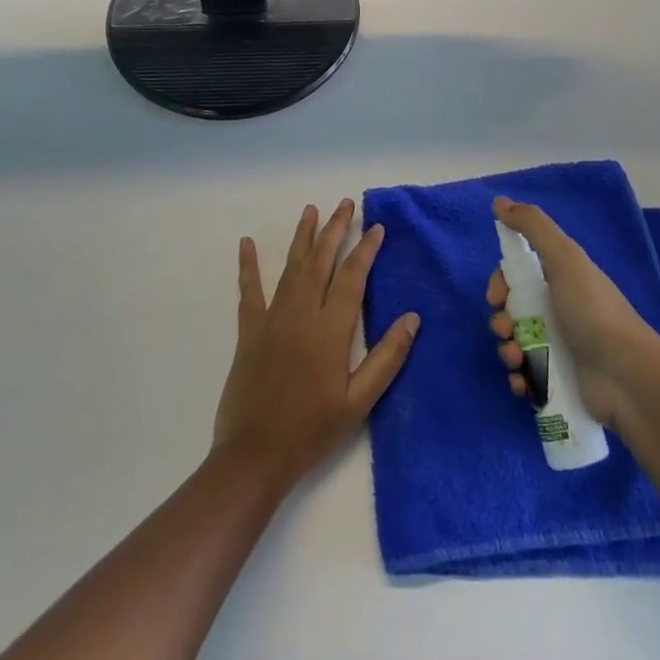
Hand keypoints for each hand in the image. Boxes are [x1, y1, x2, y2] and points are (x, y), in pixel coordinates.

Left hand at [213, 199, 419, 492]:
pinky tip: (247, 244)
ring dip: (302, 237)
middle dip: (335, 230)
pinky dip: (248, 266)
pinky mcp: (249, 331)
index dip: (365, 250)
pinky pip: (249, 291)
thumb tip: (412, 319)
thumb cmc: (312, 431)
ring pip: (291, 267)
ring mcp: (272, 319)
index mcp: (330, 330)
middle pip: (321, 261)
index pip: (352, 278)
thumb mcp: (359, 402)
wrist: (255, 456)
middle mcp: (302, 313)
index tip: (376, 227)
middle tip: (345, 203)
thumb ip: (386, 358)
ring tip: (311, 210)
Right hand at [487, 196, 659, 431]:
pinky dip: (518, 379)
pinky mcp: (558, 382)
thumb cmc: (593, 311)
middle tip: (506, 330)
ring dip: (506, 351)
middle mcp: (557, 310)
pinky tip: (522, 383)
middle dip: (500, 320)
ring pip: (514, 344)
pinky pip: (525, 377)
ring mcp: (558, 348)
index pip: (517, 276)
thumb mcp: (564, 258)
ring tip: (517, 360)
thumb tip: (499, 201)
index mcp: (559, 280)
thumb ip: (532, 226)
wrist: (627, 377)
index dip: (500, 283)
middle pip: (511, 310)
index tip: (497, 296)